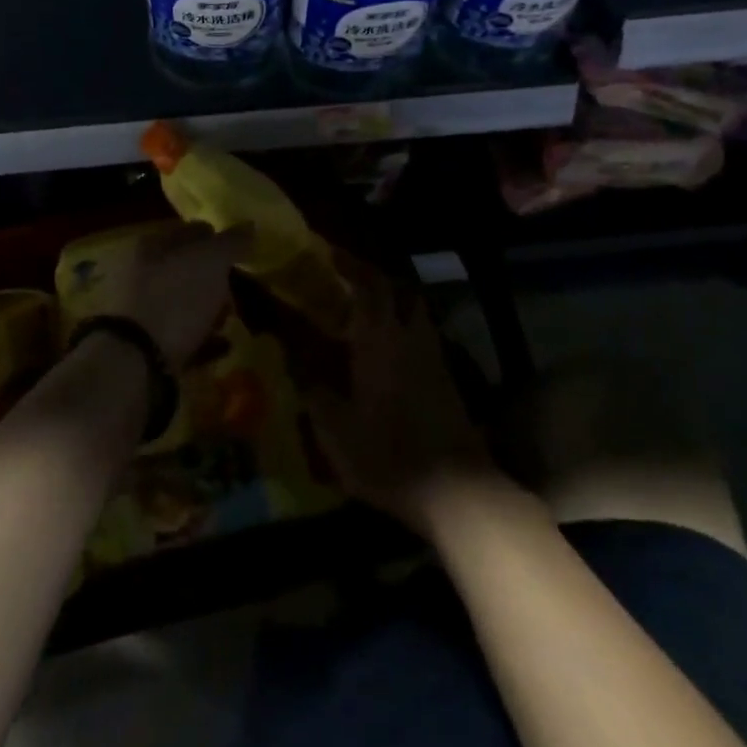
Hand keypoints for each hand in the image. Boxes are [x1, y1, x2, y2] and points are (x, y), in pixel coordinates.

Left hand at [74, 221, 251, 370]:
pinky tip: (225, 345)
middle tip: (237, 284)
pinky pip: (181, 337)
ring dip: (207, 308)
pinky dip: (203, 339)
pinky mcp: (145, 348)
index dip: (212, 236)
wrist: (137, 361)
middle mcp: (139, 275)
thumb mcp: (210, 262)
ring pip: (181, 302)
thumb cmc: (175, 298)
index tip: (238, 248)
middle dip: (211, 276)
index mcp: (149, 246)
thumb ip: (230, 242)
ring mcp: (140, 313)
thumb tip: (248, 225)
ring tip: (231, 317)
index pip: (185, 231)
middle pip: (182, 269)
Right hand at [309, 260, 495, 535]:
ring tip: (364, 311)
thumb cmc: (388, 455)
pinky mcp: (448, 379)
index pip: (369, 285)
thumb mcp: (336, 430)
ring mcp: (434, 357)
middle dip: (375, 277)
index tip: (330, 254)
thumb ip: (312, 389)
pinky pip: (423, 336)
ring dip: (393, 302)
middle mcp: (410, 337)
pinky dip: (404, 329)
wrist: (456, 492)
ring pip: (415, 312)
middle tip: (348, 279)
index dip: (351, 265)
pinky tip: (387, 350)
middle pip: (399, 290)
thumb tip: (290, 357)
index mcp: (380, 339)